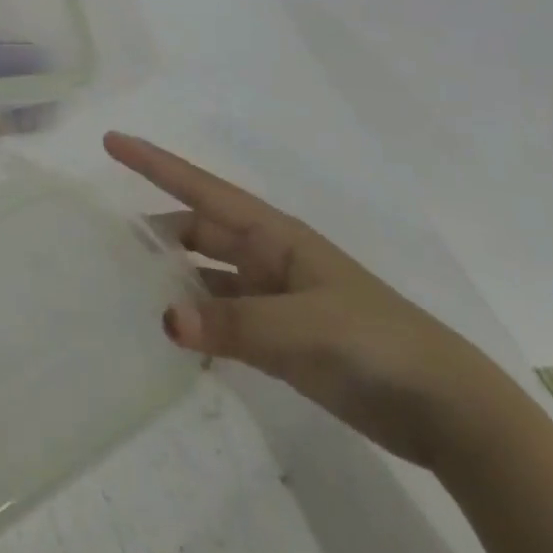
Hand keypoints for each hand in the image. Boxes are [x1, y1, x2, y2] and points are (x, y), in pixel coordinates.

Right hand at [106, 131, 509, 468]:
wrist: (448, 411)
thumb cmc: (376, 342)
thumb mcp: (305, 325)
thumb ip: (234, 323)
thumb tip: (164, 320)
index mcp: (272, 235)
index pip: (199, 189)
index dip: (154, 163)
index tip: (111, 141)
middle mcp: (265, 258)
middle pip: (195, 232)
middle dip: (154, 232)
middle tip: (104, 242)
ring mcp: (271, 299)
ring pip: (204, 276)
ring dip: (171, 280)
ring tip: (123, 289)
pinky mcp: (277, 340)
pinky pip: (220, 320)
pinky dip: (195, 324)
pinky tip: (171, 339)